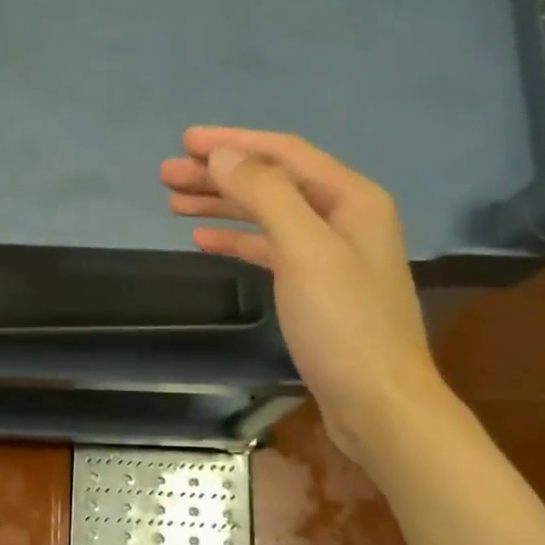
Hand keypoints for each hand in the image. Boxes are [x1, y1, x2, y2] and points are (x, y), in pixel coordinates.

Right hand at [161, 127, 448, 462]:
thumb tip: (223, 155)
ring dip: (223, 206)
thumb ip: (266, 196)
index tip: (185, 141)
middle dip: (220, 174)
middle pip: (272, 182)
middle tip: (166, 173)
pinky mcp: (314, 288)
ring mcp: (329, 254)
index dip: (234, 142)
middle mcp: (343, 217)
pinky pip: (269, 250)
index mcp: (351, 198)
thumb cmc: (344, 325)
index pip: (284, 153)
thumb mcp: (305, 251)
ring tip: (173, 201)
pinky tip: (204, 239)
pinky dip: (237, 241)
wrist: (378, 403)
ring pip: (267, 216)